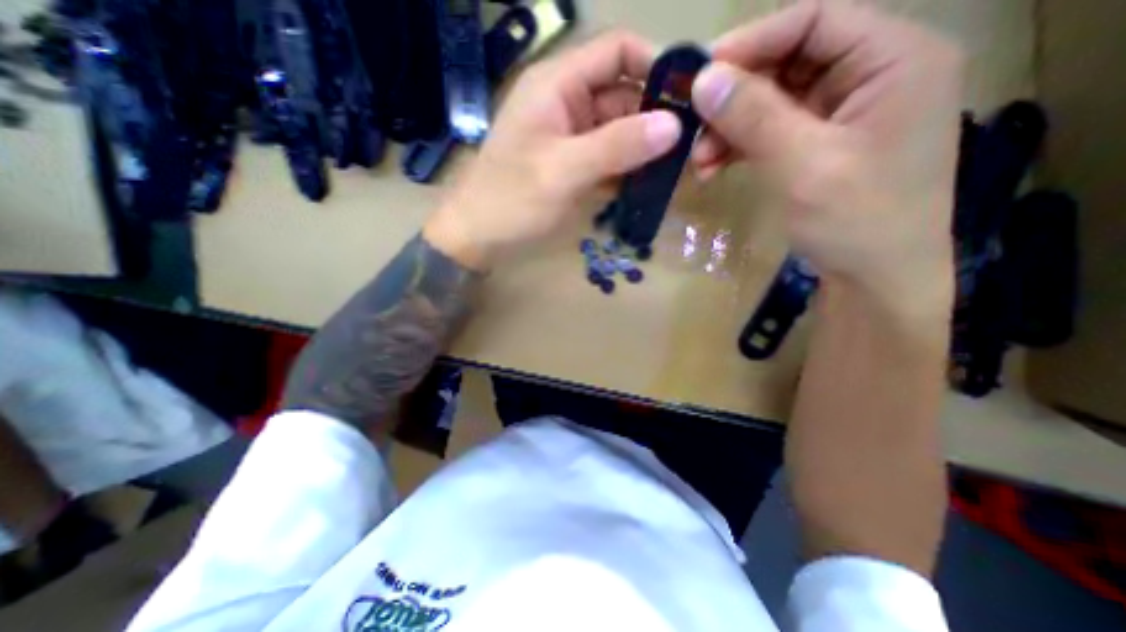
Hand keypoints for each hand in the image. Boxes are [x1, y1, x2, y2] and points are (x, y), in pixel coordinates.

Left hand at [427, 30, 680, 269]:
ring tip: (678, 171)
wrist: (478, 236)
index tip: (690, 98)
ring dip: (645, 149)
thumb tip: (674, 126)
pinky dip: (628, 169)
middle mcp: (567, 102)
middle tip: (693, 148)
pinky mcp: (572, 164)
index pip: (617, 51)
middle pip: (624, 95)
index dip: (656, 66)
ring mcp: (570, 136)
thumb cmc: (511, 200)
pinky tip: (648, 185)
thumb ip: (617, 146)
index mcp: (558, 84)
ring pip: (619, 130)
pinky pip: (609, 157)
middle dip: (657, 118)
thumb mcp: (563, 171)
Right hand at [691, 0, 962, 315]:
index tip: (698, 77)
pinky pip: (769, 132)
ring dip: (729, 129)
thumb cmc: (855, 221)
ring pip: (771, 102)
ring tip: (699, 162)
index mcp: (892, 59)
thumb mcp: (803, 164)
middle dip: (733, 99)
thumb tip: (703, 79)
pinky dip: (738, 148)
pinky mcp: (817, 146)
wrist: (873, 280)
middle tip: (692, 129)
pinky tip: (712, 168)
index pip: (813, 20)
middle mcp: (869, 76)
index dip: (751, 43)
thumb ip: (754, 116)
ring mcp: (840, 114)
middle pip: (787, 63)